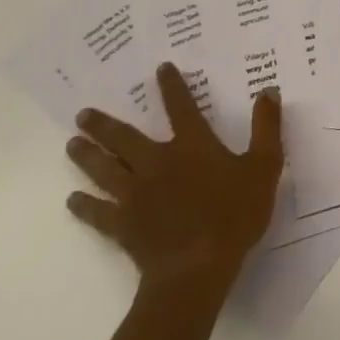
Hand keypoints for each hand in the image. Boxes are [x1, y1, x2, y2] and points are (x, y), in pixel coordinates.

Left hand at [65, 62, 283, 295]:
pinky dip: (84, 205)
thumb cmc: (233, 216)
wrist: (196, 270)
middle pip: (125, 138)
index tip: (160, 68)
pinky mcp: (123, 225)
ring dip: (88, 156)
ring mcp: (136, 194)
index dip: (171, 86)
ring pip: (106, 169)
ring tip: (71, 144)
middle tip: (83, 114)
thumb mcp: (264, 167)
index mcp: (192, 145)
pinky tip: (72, 200)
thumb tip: (268, 90)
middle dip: (104, 124)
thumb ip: (266, 127)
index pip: (180, 107)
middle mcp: (158, 162)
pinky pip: (99, 212)